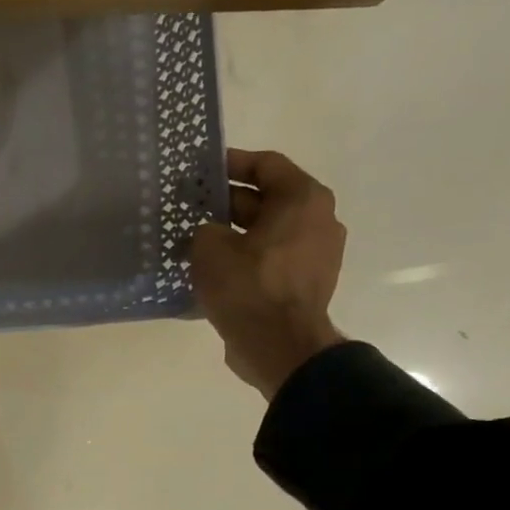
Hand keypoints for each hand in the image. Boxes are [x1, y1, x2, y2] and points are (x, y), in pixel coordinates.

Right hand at [191, 148, 347, 398]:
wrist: (279, 346)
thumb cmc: (248, 287)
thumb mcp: (210, 248)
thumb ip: (205, 228)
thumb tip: (210, 232)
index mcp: (303, 200)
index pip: (266, 166)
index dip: (231, 163)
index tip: (200, 169)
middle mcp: (318, 220)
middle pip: (268, 199)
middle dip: (227, 201)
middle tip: (190, 206)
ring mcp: (316, 253)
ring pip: (267, 231)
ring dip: (234, 232)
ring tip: (196, 239)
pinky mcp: (305, 282)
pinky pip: (270, 258)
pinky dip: (245, 256)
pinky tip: (214, 268)